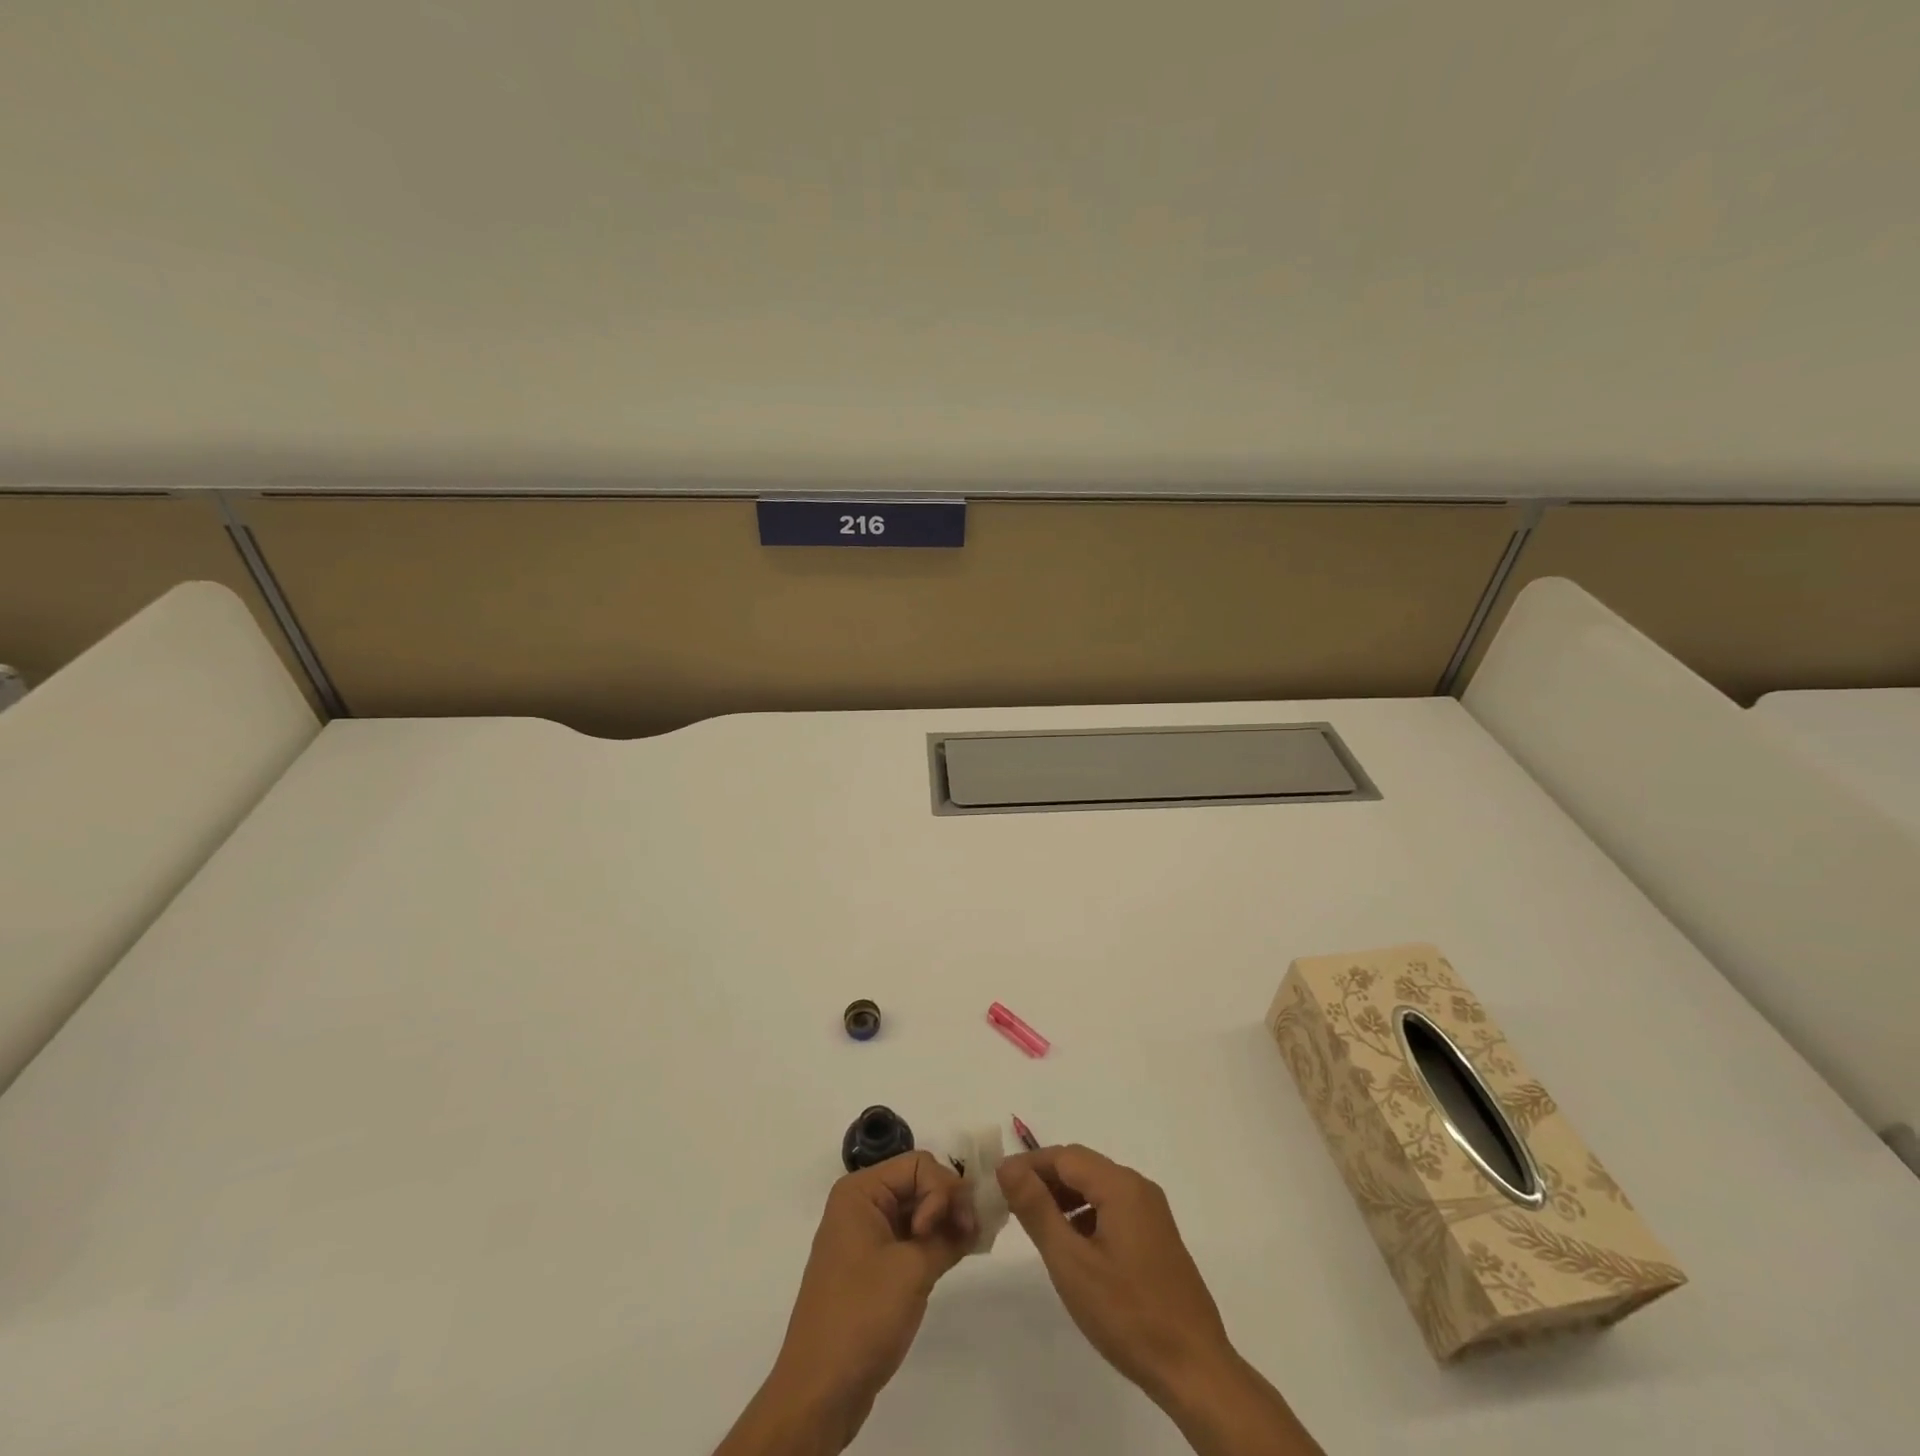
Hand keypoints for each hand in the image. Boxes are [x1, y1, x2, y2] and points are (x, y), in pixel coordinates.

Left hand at [716, 1152, 973, 1454]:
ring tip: (967, 1245)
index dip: (941, 1191)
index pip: (918, 1164)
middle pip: (918, 1182)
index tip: (948, 1229)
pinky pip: (909, 1236)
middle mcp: (861, 1204)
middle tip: (970, 1234)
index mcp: (861, 1191)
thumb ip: (948, 1235)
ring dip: (944, 1223)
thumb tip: (974, 1218)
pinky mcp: (873, 1265)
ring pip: (917, 1209)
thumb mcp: (912, 1269)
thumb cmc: (862, 1316)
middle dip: (948, 1203)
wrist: (820, 1391)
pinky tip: (954, 1253)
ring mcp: (866, 1235)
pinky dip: (933, 1241)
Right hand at [996, 1144, 1231, 1401]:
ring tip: (1035, 1223)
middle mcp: (1139, 1188)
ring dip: (1064, 1197)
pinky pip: (1113, 1208)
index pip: (1065, 1156)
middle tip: (1011, 1203)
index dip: (1030, 1164)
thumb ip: (1037, 1209)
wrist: (1194, 1369)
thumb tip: (1008, 1167)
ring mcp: (1152, 1212)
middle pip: (1082, 1167)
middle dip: (1045, 1179)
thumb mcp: (1071, 1263)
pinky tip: (1071, 1244)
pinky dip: (1086, 1215)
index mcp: (1121, 1186)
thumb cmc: (1127, 1314)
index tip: (998, 1183)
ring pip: (1097, 1188)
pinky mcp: (1157, 1237)